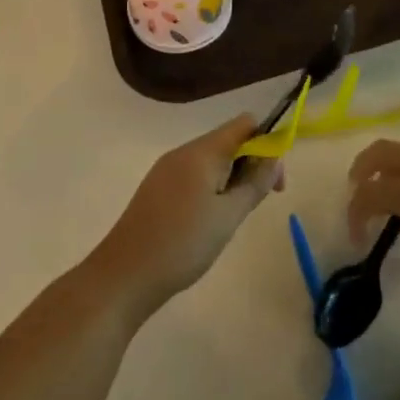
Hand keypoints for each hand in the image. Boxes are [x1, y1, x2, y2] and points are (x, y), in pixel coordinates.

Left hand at [90, 115, 282, 315]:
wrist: (124, 275)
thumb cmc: (183, 244)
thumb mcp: (229, 216)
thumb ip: (255, 183)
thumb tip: (274, 156)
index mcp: (202, 152)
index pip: (244, 124)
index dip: (267, 142)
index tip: (275, 179)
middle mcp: (183, 152)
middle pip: (228, 141)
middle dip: (251, 164)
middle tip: (259, 202)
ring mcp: (166, 170)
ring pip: (212, 160)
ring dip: (232, 178)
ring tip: (233, 216)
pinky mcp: (157, 189)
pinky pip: (194, 175)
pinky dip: (212, 188)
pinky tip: (210, 220)